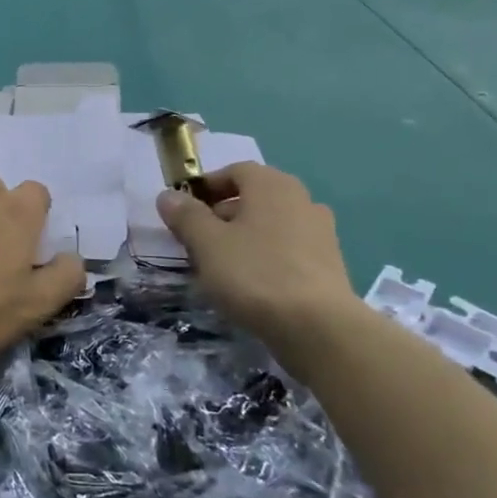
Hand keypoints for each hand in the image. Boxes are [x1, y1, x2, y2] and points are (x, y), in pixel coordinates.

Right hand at [156, 163, 357, 352]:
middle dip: (221, 214)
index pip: (234, 171)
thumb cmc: (255, 274)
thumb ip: (186, 215)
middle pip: (253, 197)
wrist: (317, 326)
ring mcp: (320, 231)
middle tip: (196, 241)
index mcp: (272, 185)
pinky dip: (265, 257)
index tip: (184, 211)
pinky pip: (287, 249)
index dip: (205, 187)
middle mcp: (301, 199)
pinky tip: (251, 283)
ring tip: (221, 265)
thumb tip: (168, 195)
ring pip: (270, 224)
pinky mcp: (328, 263)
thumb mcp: (207, 243)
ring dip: (244, 237)